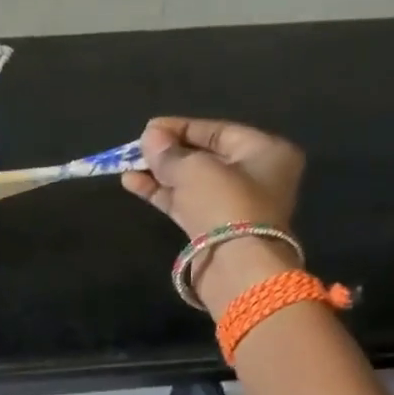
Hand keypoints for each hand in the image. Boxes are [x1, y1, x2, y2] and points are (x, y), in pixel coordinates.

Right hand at [122, 117, 306, 316]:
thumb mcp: (194, 169)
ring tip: (127, 166)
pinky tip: (132, 183)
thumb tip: (149, 137)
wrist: (236, 267)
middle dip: (169, 152)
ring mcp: (233, 205)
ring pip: (191, 182)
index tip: (149, 128)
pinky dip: (161, 193)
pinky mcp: (213, 228)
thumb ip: (169, 152)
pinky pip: (184, 203)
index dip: (181, 127)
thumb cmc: (225, 204)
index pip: (218, 131)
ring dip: (159, 174)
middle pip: (204, 156)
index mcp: (266, 152)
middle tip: (137, 148)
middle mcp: (254, 176)